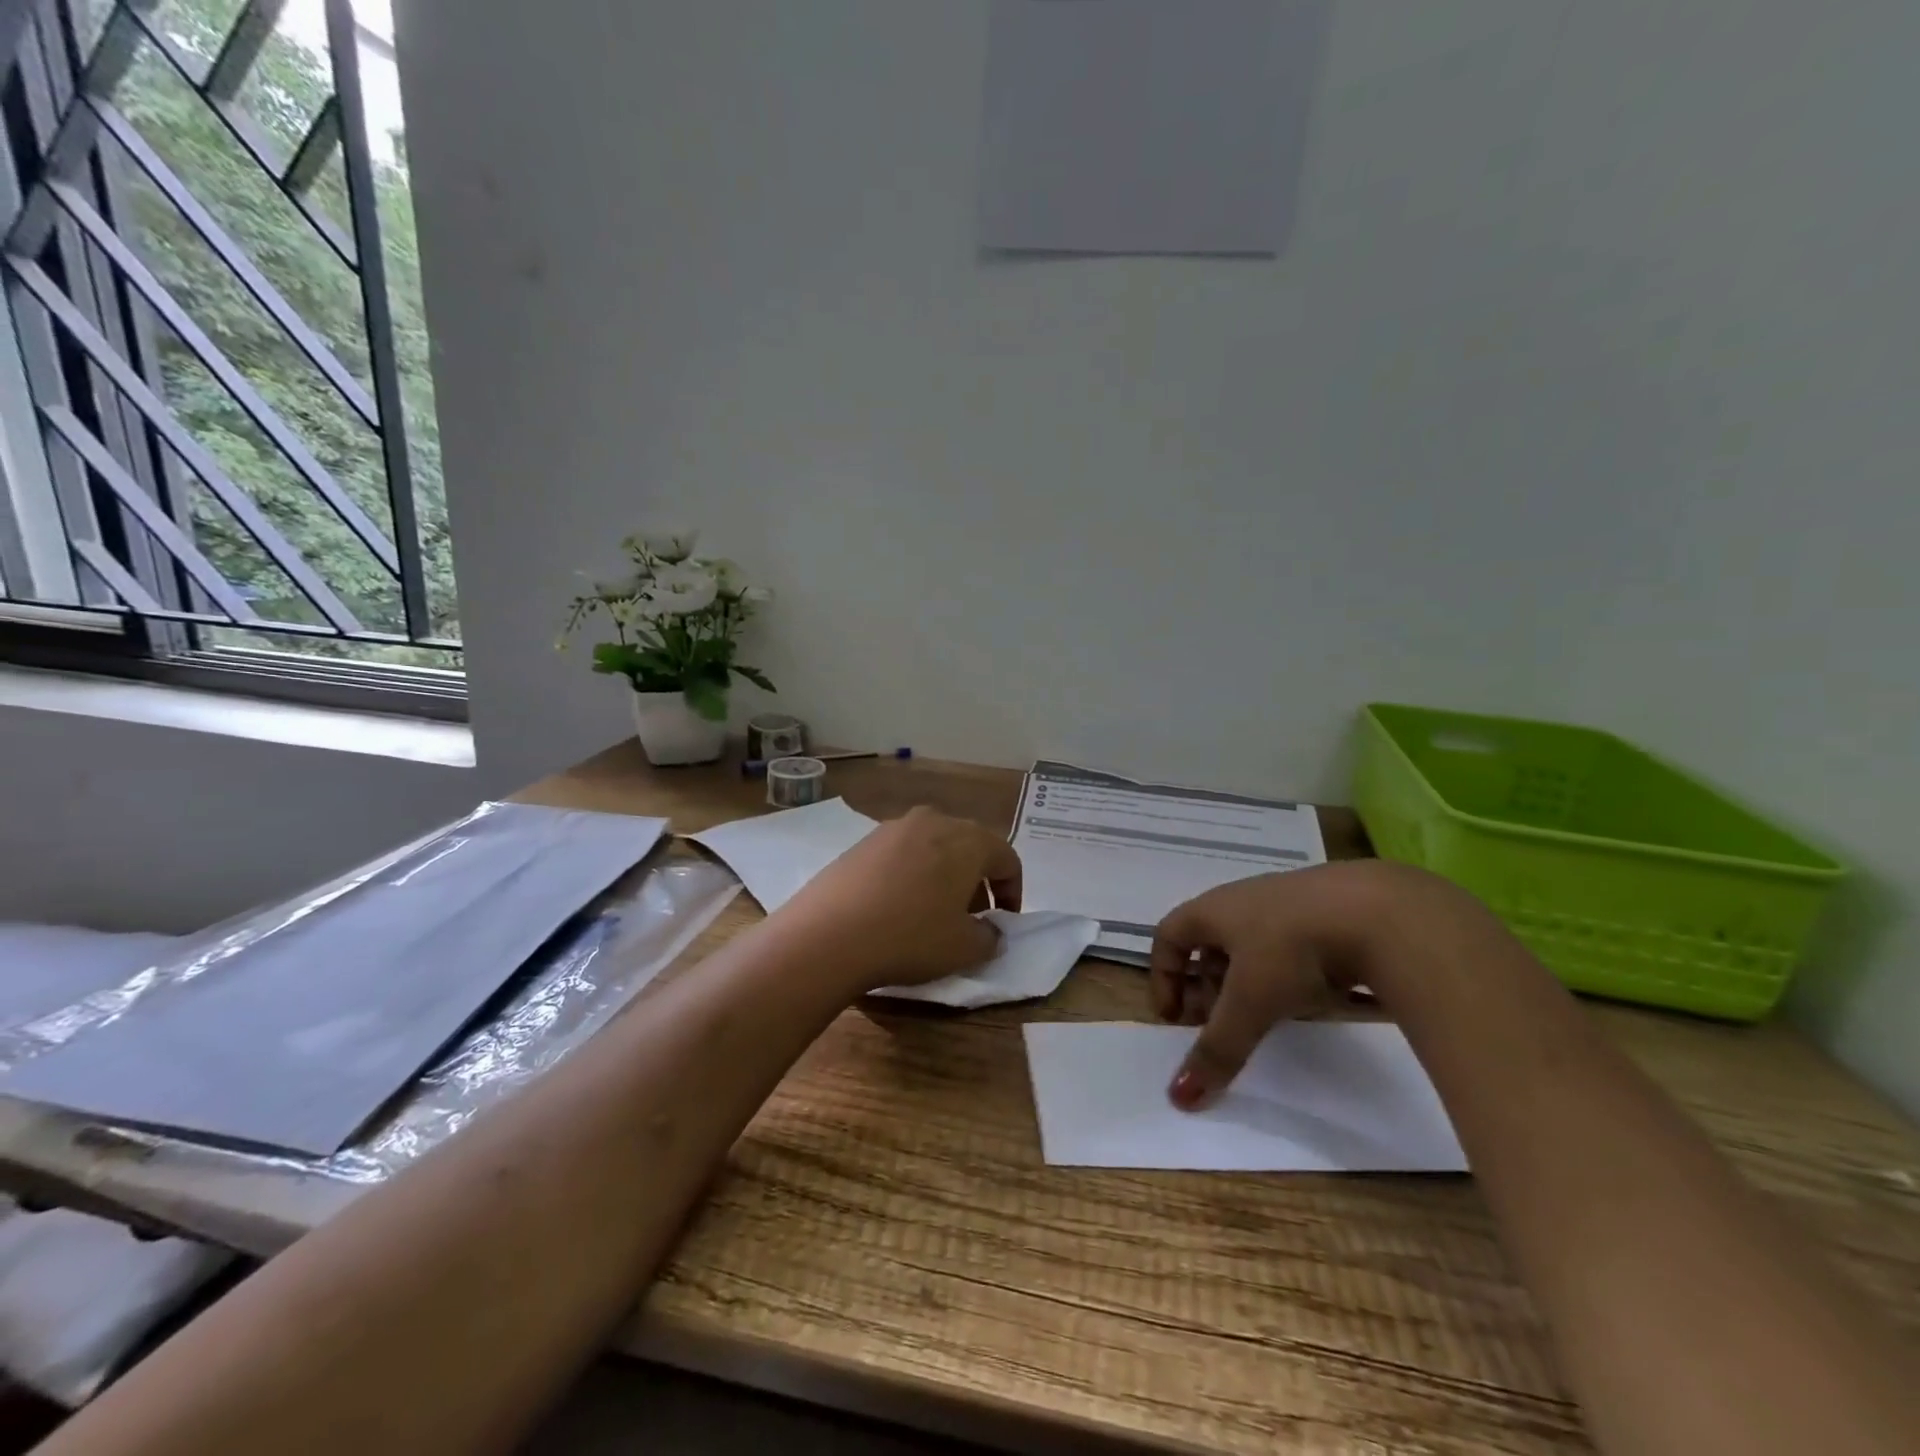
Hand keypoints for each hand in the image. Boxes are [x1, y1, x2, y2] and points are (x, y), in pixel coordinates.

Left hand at [775, 806, 1021, 992]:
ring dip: (943, 876)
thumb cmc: (910, 937)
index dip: (1013, 891)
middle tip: (971, 918)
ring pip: (933, 847)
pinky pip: (901, 854)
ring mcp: (892, 828)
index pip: (1006, 857)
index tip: (1004, 922)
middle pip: (969, 846)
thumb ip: (990, 937)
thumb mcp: (965, 949)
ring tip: (933, 913)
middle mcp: (933, 821)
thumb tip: (989, 930)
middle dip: (977, 881)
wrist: (827, 935)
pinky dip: (911, 875)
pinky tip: (897, 908)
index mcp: (967, 840)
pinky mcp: (861, 843)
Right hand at [1150, 861, 1459, 1108]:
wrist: (1379, 912)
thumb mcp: (1250, 1004)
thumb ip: (1217, 1049)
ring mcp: (1287, 903)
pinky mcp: (1327, 914)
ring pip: (1250, 946)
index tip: (1173, 1018)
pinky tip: (1307, 999)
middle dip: (1206, 988)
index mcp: (1212, 909)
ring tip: (1262, 1019)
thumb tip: (1177, 1097)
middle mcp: (1243, 900)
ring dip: (1245, 984)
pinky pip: (1289, 946)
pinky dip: (1284, 976)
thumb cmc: (1292, 949)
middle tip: (1217, 1028)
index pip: (1168, 935)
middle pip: (1208, 944)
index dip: (1162, 976)